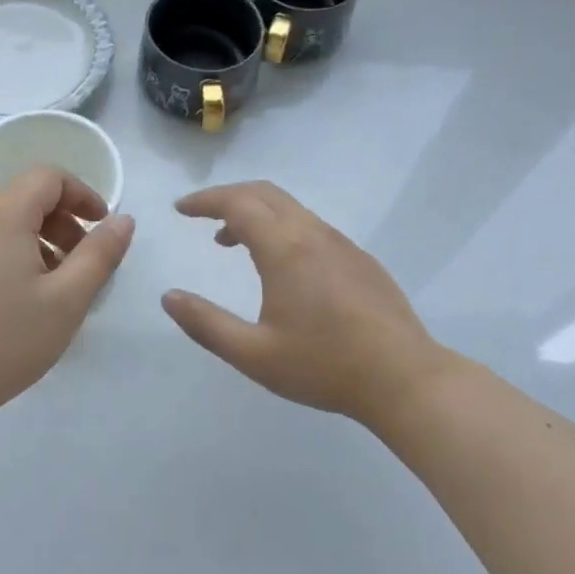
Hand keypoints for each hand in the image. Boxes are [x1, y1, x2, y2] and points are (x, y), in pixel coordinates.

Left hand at [0, 167, 134, 421]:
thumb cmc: (3, 342)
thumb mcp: (66, 300)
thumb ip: (100, 254)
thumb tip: (124, 219)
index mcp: (0, 216)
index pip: (48, 176)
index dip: (83, 194)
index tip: (102, 227)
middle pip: (25, 197)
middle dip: (62, 222)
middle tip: (82, 265)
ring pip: (4, 222)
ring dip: (38, 240)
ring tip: (54, 287)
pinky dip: (11, 254)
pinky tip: (17, 300)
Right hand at [162, 181, 447, 423]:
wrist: (405, 380)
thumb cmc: (324, 366)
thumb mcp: (254, 354)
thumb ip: (206, 324)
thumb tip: (168, 297)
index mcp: (285, 249)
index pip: (238, 203)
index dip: (205, 200)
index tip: (180, 209)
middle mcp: (313, 234)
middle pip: (264, 193)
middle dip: (227, 197)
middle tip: (201, 216)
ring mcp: (341, 243)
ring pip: (290, 208)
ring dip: (255, 213)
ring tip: (231, 242)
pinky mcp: (359, 259)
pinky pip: (311, 226)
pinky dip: (281, 227)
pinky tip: (280, 265)